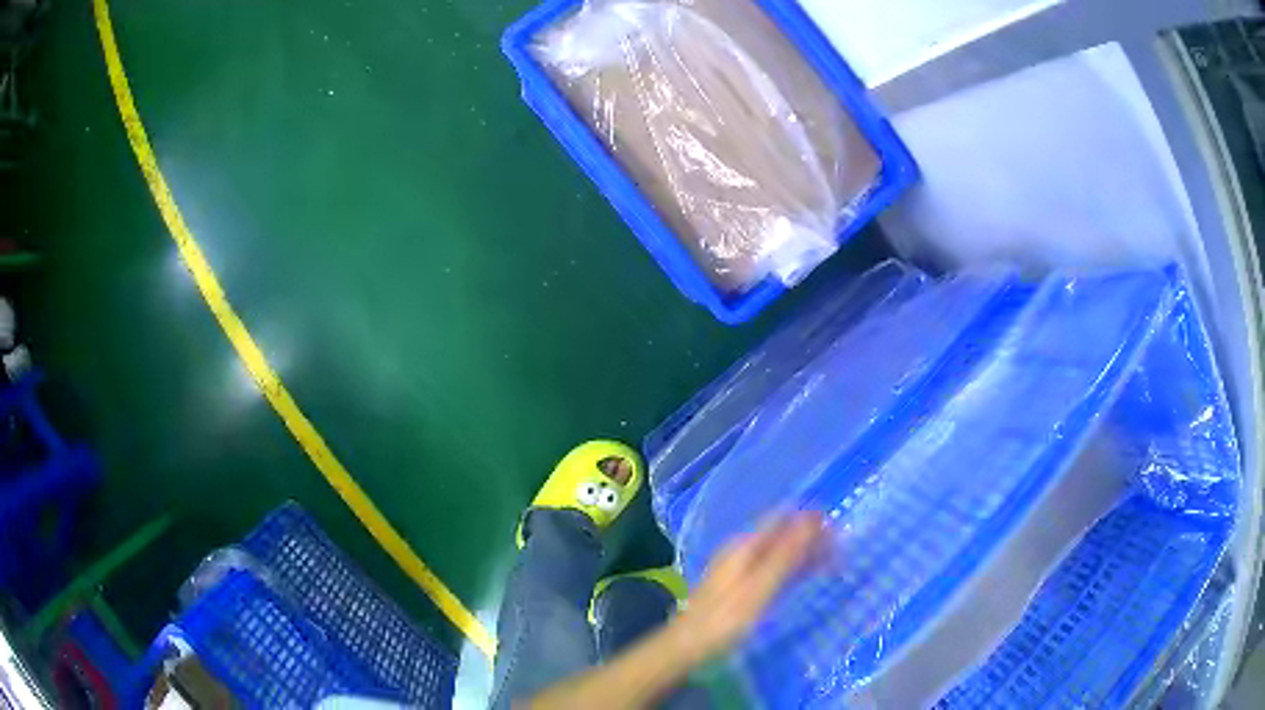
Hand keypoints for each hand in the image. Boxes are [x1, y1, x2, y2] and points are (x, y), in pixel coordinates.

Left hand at [671, 513, 824, 660]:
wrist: (688, 645)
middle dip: (810, 537)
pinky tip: (806, 576)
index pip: (782, 518)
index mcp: (745, 545)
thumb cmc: (725, 618)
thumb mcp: (760, 587)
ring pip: (778, 553)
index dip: (809, 519)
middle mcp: (742, 551)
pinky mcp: (740, 587)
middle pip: (781, 535)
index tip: (837, 525)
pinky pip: (772, 569)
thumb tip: (812, 519)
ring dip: (803, 554)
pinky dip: (792, 569)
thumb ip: (786, 555)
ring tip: (832, 560)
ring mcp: (740, 569)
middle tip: (840, 547)